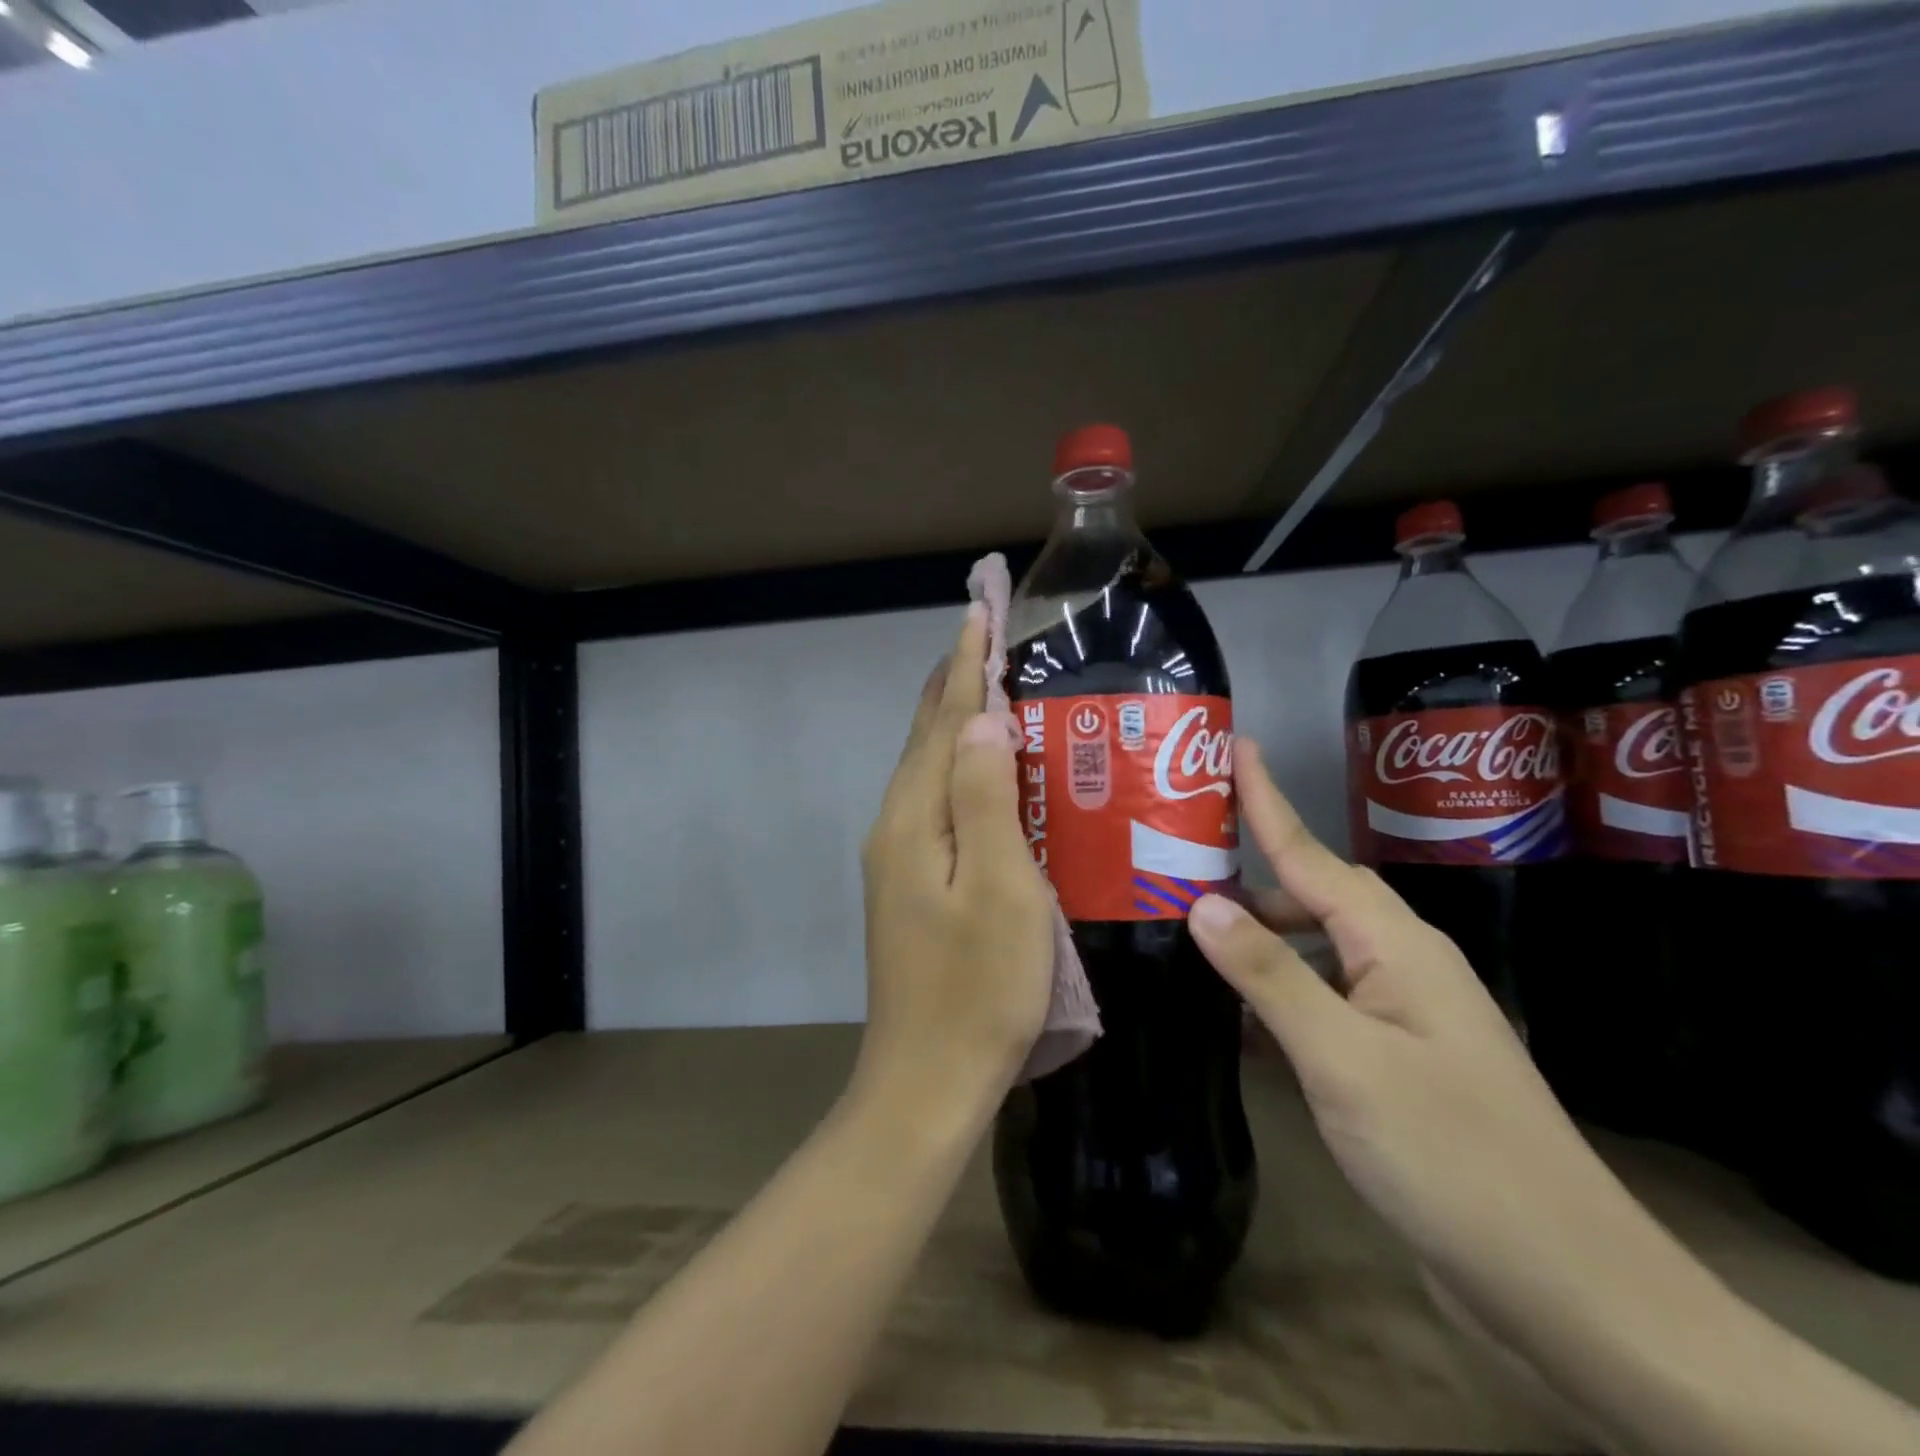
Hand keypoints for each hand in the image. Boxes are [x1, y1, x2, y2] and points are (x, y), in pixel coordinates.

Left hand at [854, 603, 1054, 1117]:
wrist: (927, 1081)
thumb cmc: (980, 989)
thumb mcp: (1000, 889)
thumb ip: (984, 798)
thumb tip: (981, 720)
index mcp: (914, 819)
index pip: (944, 720)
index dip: (966, 663)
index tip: (980, 607)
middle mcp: (895, 827)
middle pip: (925, 737)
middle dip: (954, 681)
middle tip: (986, 634)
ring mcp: (898, 859)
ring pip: (927, 769)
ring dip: (954, 722)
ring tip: (988, 685)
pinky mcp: (910, 885)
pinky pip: (935, 802)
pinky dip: (957, 768)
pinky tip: (982, 771)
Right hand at [1188, 742, 1665, 1332]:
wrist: (1565, 1287)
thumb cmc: (1451, 1155)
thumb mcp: (1345, 1059)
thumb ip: (1271, 975)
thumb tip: (1202, 903)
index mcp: (1396, 947)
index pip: (1312, 855)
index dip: (1267, 800)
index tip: (1233, 747)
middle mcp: (1401, 967)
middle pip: (1312, 897)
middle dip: (1250, 874)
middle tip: (1177, 864)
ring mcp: (1402, 1018)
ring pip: (1316, 952)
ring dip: (1259, 939)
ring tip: (1191, 935)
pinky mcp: (1394, 1064)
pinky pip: (1322, 1004)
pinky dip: (1277, 996)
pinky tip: (1235, 1016)